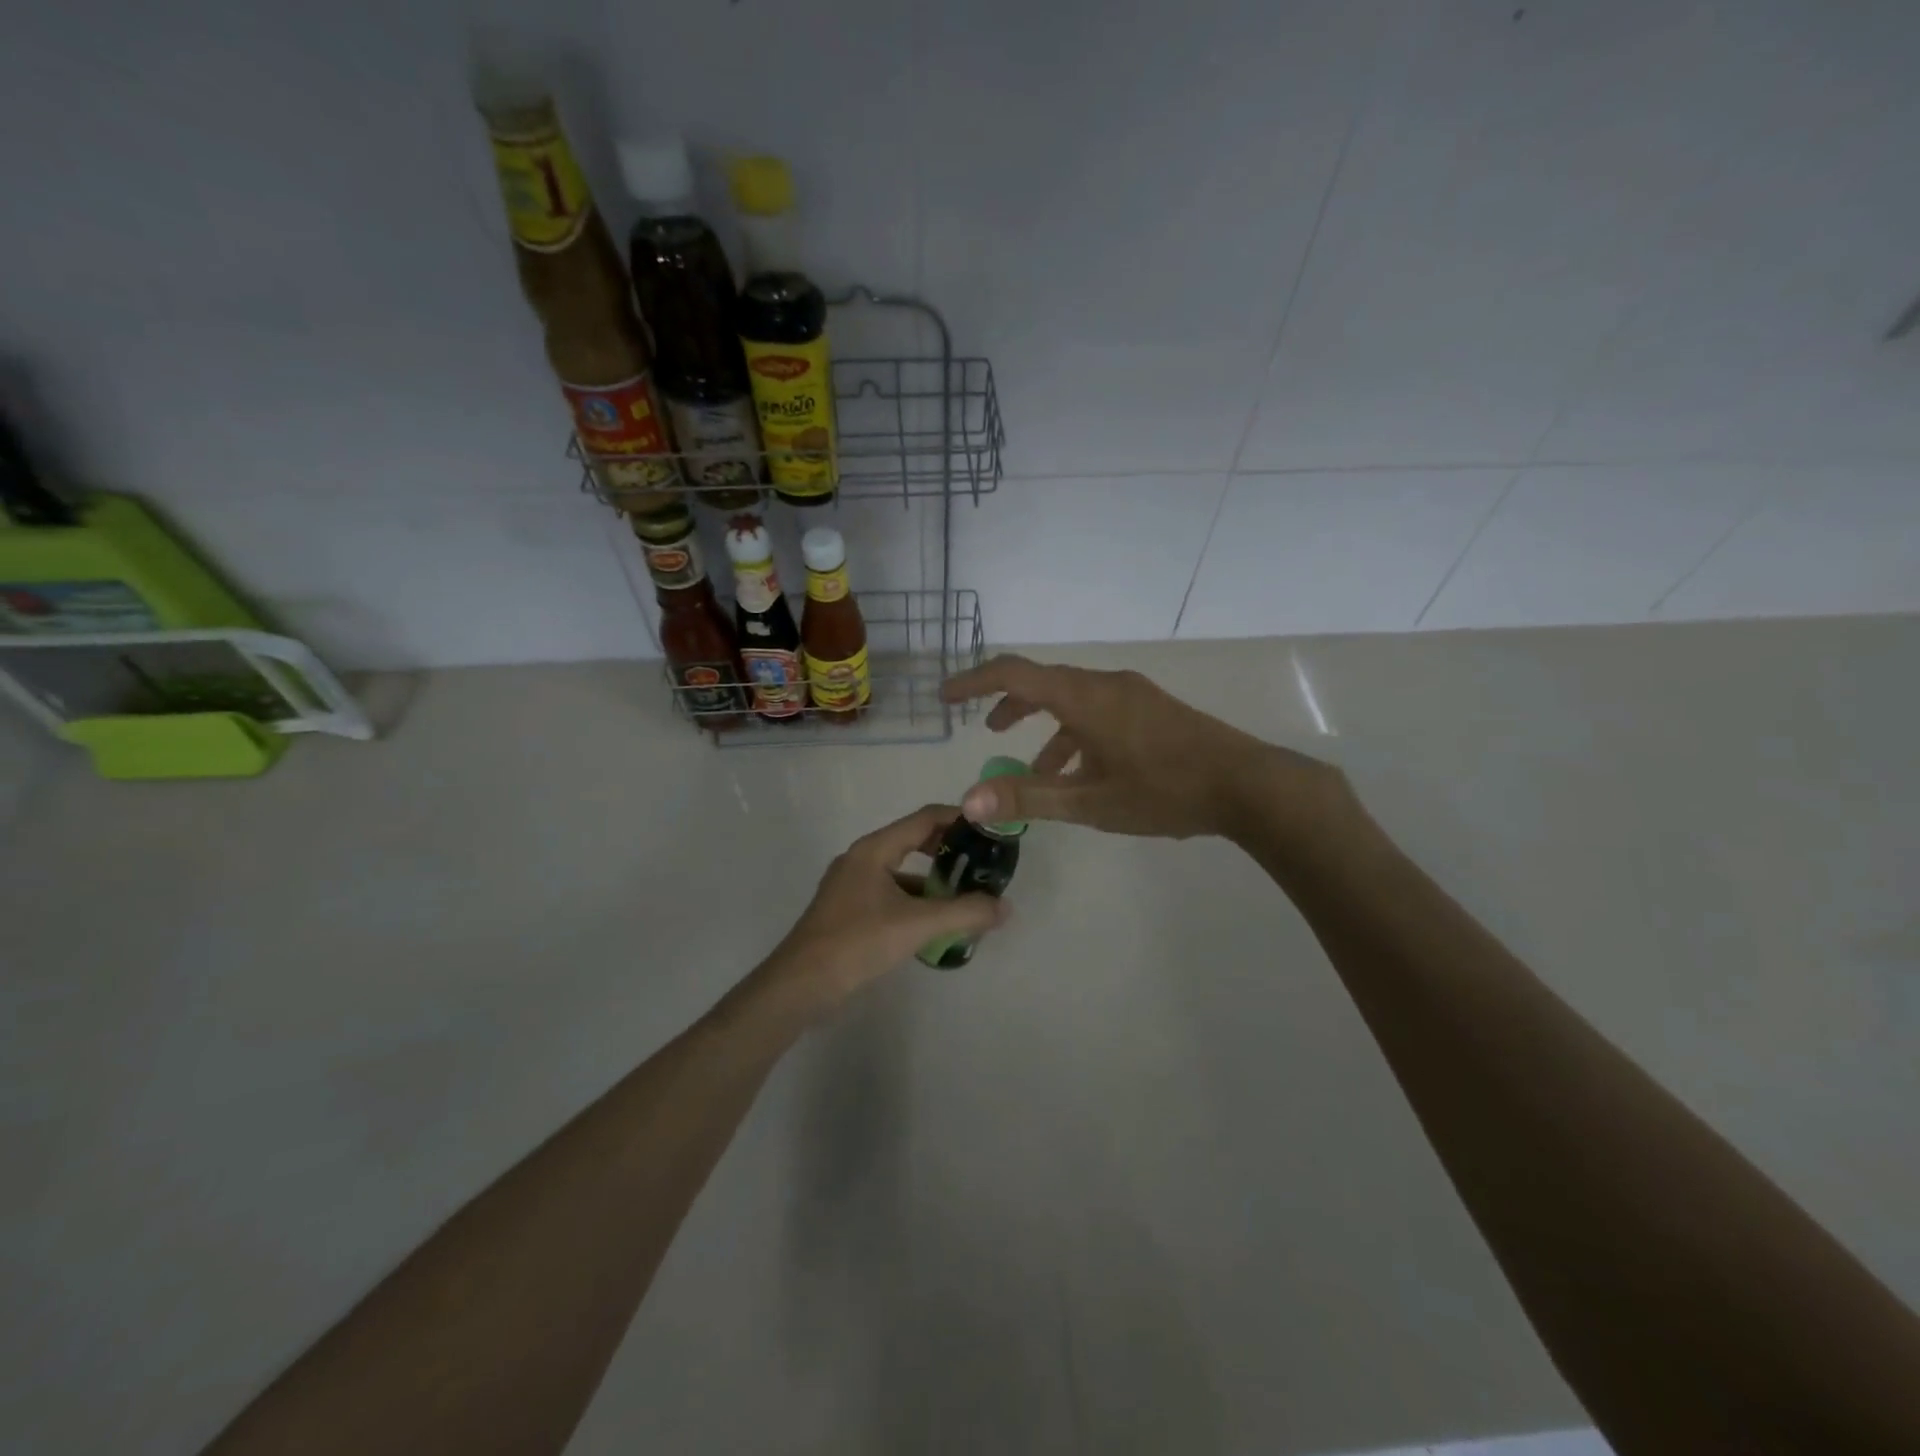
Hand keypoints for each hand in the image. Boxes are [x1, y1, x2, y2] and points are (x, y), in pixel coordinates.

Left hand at [755, 804, 1009, 1015]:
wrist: (800, 985)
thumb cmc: (857, 943)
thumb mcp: (917, 926)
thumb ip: (964, 913)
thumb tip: (1005, 907)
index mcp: (874, 850)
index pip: (924, 819)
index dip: (958, 819)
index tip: (990, 828)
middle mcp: (862, 859)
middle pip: (913, 841)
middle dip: (949, 851)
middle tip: (984, 863)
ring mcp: (852, 885)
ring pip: (902, 872)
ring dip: (934, 881)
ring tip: (967, 897)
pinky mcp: (849, 910)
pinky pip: (891, 894)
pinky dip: (916, 902)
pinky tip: (935, 925)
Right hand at [940, 655, 1344, 840]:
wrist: (1248, 785)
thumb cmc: (1164, 790)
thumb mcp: (1089, 801)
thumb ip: (1028, 797)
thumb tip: (969, 801)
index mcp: (1083, 697)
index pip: (1014, 674)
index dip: (974, 682)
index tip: (946, 697)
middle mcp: (1104, 684)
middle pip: (1043, 683)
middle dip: (1008, 705)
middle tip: (984, 728)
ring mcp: (1132, 695)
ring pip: (1072, 701)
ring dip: (1044, 727)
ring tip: (1030, 768)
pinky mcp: (1151, 709)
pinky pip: (1098, 712)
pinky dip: (1075, 736)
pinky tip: (1079, 774)